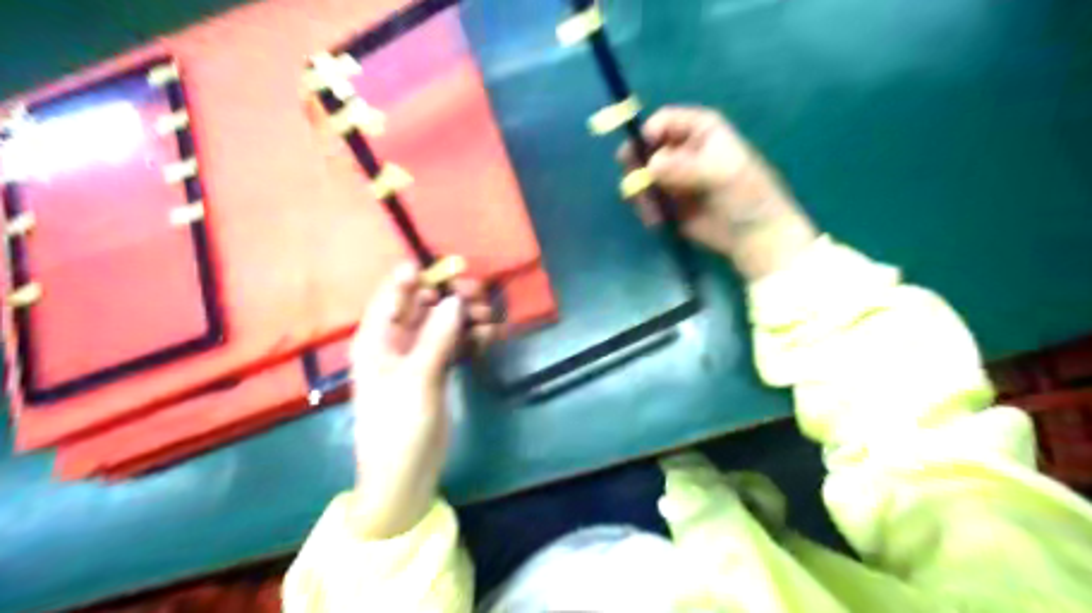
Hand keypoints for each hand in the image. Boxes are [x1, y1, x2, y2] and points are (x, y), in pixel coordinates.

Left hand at [347, 262, 498, 536]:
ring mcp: (417, 357)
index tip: (451, 268)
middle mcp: (395, 342)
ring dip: (465, 317)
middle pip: (423, 306)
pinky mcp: (436, 372)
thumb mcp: (417, 380)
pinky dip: (469, 338)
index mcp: (376, 339)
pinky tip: (488, 337)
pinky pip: (453, 344)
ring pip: (442, 324)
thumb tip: (455, 299)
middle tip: (480, 297)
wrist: (404, 477)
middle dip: (450, 297)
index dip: (418, 277)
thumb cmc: (398, 428)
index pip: (393, 295)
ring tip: (489, 320)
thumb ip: (437, 337)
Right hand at [617, 105, 814, 280]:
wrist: (753, 236)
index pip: (665, 121)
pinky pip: (645, 200)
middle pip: (646, 147)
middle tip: (633, 182)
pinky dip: (647, 209)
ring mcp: (672, 177)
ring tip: (653, 211)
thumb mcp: (720, 175)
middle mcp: (682, 150)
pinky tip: (658, 222)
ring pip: (641, 176)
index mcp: (701, 131)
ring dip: (641, 192)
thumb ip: (685, 168)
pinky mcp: (666, 202)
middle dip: (636, 164)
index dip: (649, 132)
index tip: (641, 151)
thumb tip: (650, 166)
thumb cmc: (746, 196)